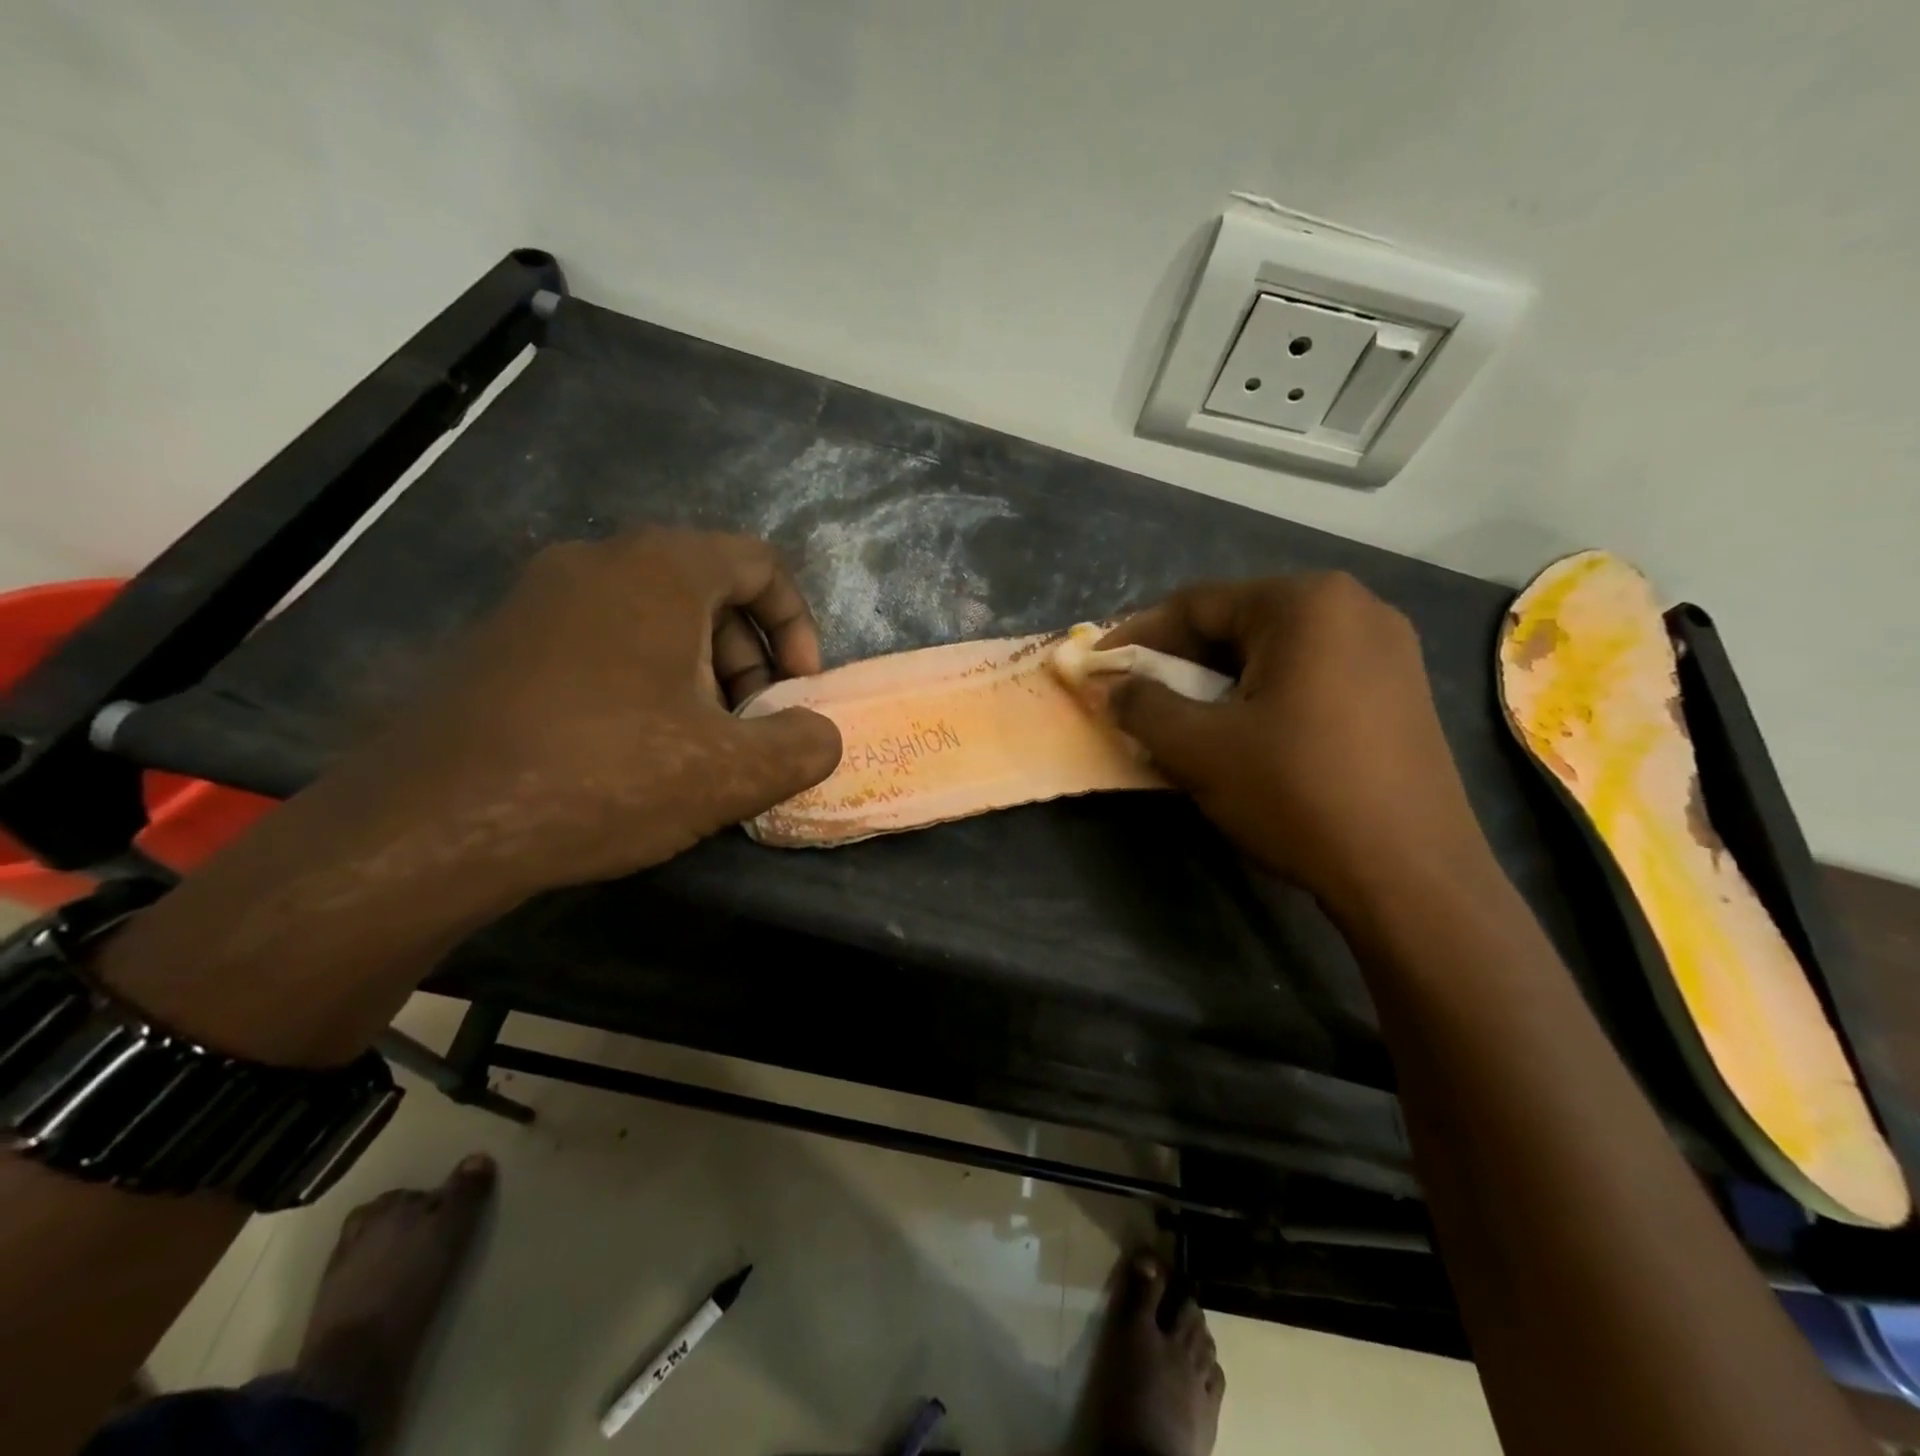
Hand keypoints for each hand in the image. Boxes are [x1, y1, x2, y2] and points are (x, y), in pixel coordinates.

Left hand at [362, 529, 841, 896]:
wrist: (430, 826)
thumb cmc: (604, 776)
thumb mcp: (732, 772)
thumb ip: (803, 745)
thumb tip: (821, 734)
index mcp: (660, 570)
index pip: (760, 564)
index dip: (797, 626)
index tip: (799, 690)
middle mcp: (597, 563)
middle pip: (709, 591)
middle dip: (748, 659)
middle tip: (752, 726)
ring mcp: (538, 598)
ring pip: (653, 619)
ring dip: (698, 675)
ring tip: (698, 747)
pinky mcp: (501, 641)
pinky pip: (601, 641)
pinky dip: (642, 681)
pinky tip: (634, 751)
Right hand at [1099, 573, 1492, 919]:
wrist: (1412, 874)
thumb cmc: (1297, 792)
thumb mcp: (1199, 748)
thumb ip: (1142, 705)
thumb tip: (1110, 687)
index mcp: (1306, 603)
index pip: (1197, 604)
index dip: (1137, 636)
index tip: (1098, 668)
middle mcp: (1354, 607)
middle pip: (1238, 624)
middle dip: (1180, 663)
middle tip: (1138, 700)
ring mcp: (1387, 649)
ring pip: (1274, 654)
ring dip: (1218, 683)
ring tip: (1184, 722)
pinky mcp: (1400, 692)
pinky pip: (1311, 678)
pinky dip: (1263, 698)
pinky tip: (1244, 737)